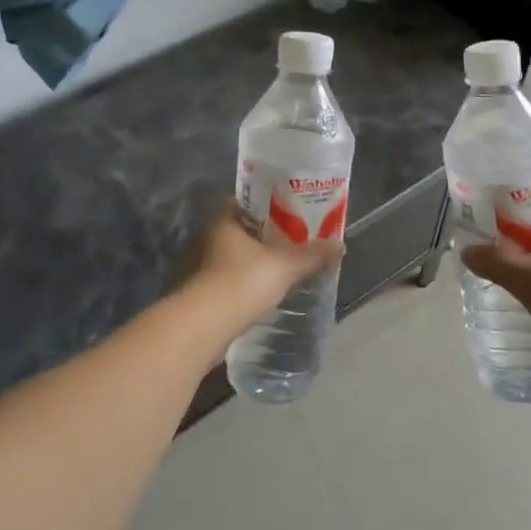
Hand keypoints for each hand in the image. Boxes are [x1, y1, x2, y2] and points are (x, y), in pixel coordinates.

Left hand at [178, 200, 343, 324]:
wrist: (199, 327)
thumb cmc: (241, 283)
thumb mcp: (285, 267)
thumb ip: (312, 255)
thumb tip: (340, 245)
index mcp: (222, 220)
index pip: (244, 202)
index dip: (266, 206)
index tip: (287, 215)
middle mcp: (202, 237)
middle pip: (236, 230)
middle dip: (259, 238)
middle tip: (285, 246)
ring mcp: (192, 266)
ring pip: (225, 258)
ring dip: (245, 264)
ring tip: (272, 274)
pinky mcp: (190, 293)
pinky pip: (217, 282)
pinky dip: (234, 287)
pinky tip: (251, 298)